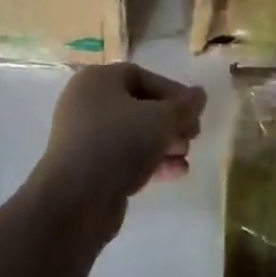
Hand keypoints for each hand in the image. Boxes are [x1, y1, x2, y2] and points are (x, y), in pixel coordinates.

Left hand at [26, 64, 206, 232]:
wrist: (76, 200)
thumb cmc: (119, 143)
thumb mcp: (161, 119)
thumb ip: (184, 106)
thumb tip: (199, 95)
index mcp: (97, 80)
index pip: (143, 77)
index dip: (173, 92)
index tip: (195, 111)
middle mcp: (87, 104)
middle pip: (139, 106)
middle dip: (171, 121)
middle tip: (193, 135)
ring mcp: (85, 138)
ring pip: (133, 134)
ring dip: (164, 143)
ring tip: (186, 155)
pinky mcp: (89, 168)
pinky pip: (125, 157)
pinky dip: (150, 162)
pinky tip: (177, 173)